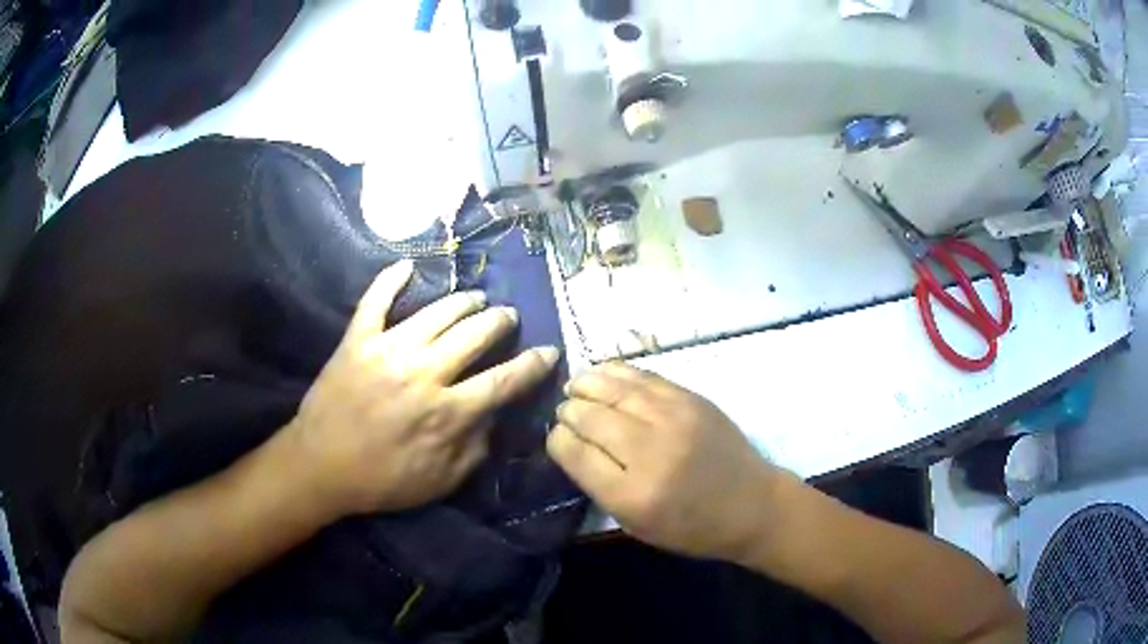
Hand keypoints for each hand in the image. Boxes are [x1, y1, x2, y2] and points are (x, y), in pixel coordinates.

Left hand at [285, 260, 559, 516]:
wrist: (319, 467)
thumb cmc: (382, 481)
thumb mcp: (440, 482)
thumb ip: (474, 449)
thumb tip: (492, 417)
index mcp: (447, 412)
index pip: (504, 380)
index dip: (533, 364)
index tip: (549, 350)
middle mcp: (423, 373)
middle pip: (475, 334)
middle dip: (500, 321)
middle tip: (507, 317)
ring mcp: (387, 350)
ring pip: (436, 312)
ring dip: (463, 301)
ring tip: (475, 298)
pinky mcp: (357, 340)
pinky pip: (375, 301)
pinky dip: (390, 280)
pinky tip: (406, 265)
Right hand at [546, 363, 785, 561]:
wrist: (751, 504)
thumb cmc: (691, 526)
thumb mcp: (635, 524)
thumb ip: (599, 485)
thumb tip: (571, 444)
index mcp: (631, 494)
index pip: (574, 452)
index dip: (558, 440)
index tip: (557, 437)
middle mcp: (650, 451)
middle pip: (590, 416)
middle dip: (569, 411)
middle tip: (564, 411)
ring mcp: (673, 418)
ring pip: (614, 389)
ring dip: (587, 384)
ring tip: (575, 386)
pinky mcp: (691, 399)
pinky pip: (643, 377)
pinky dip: (616, 372)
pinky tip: (602, 373)